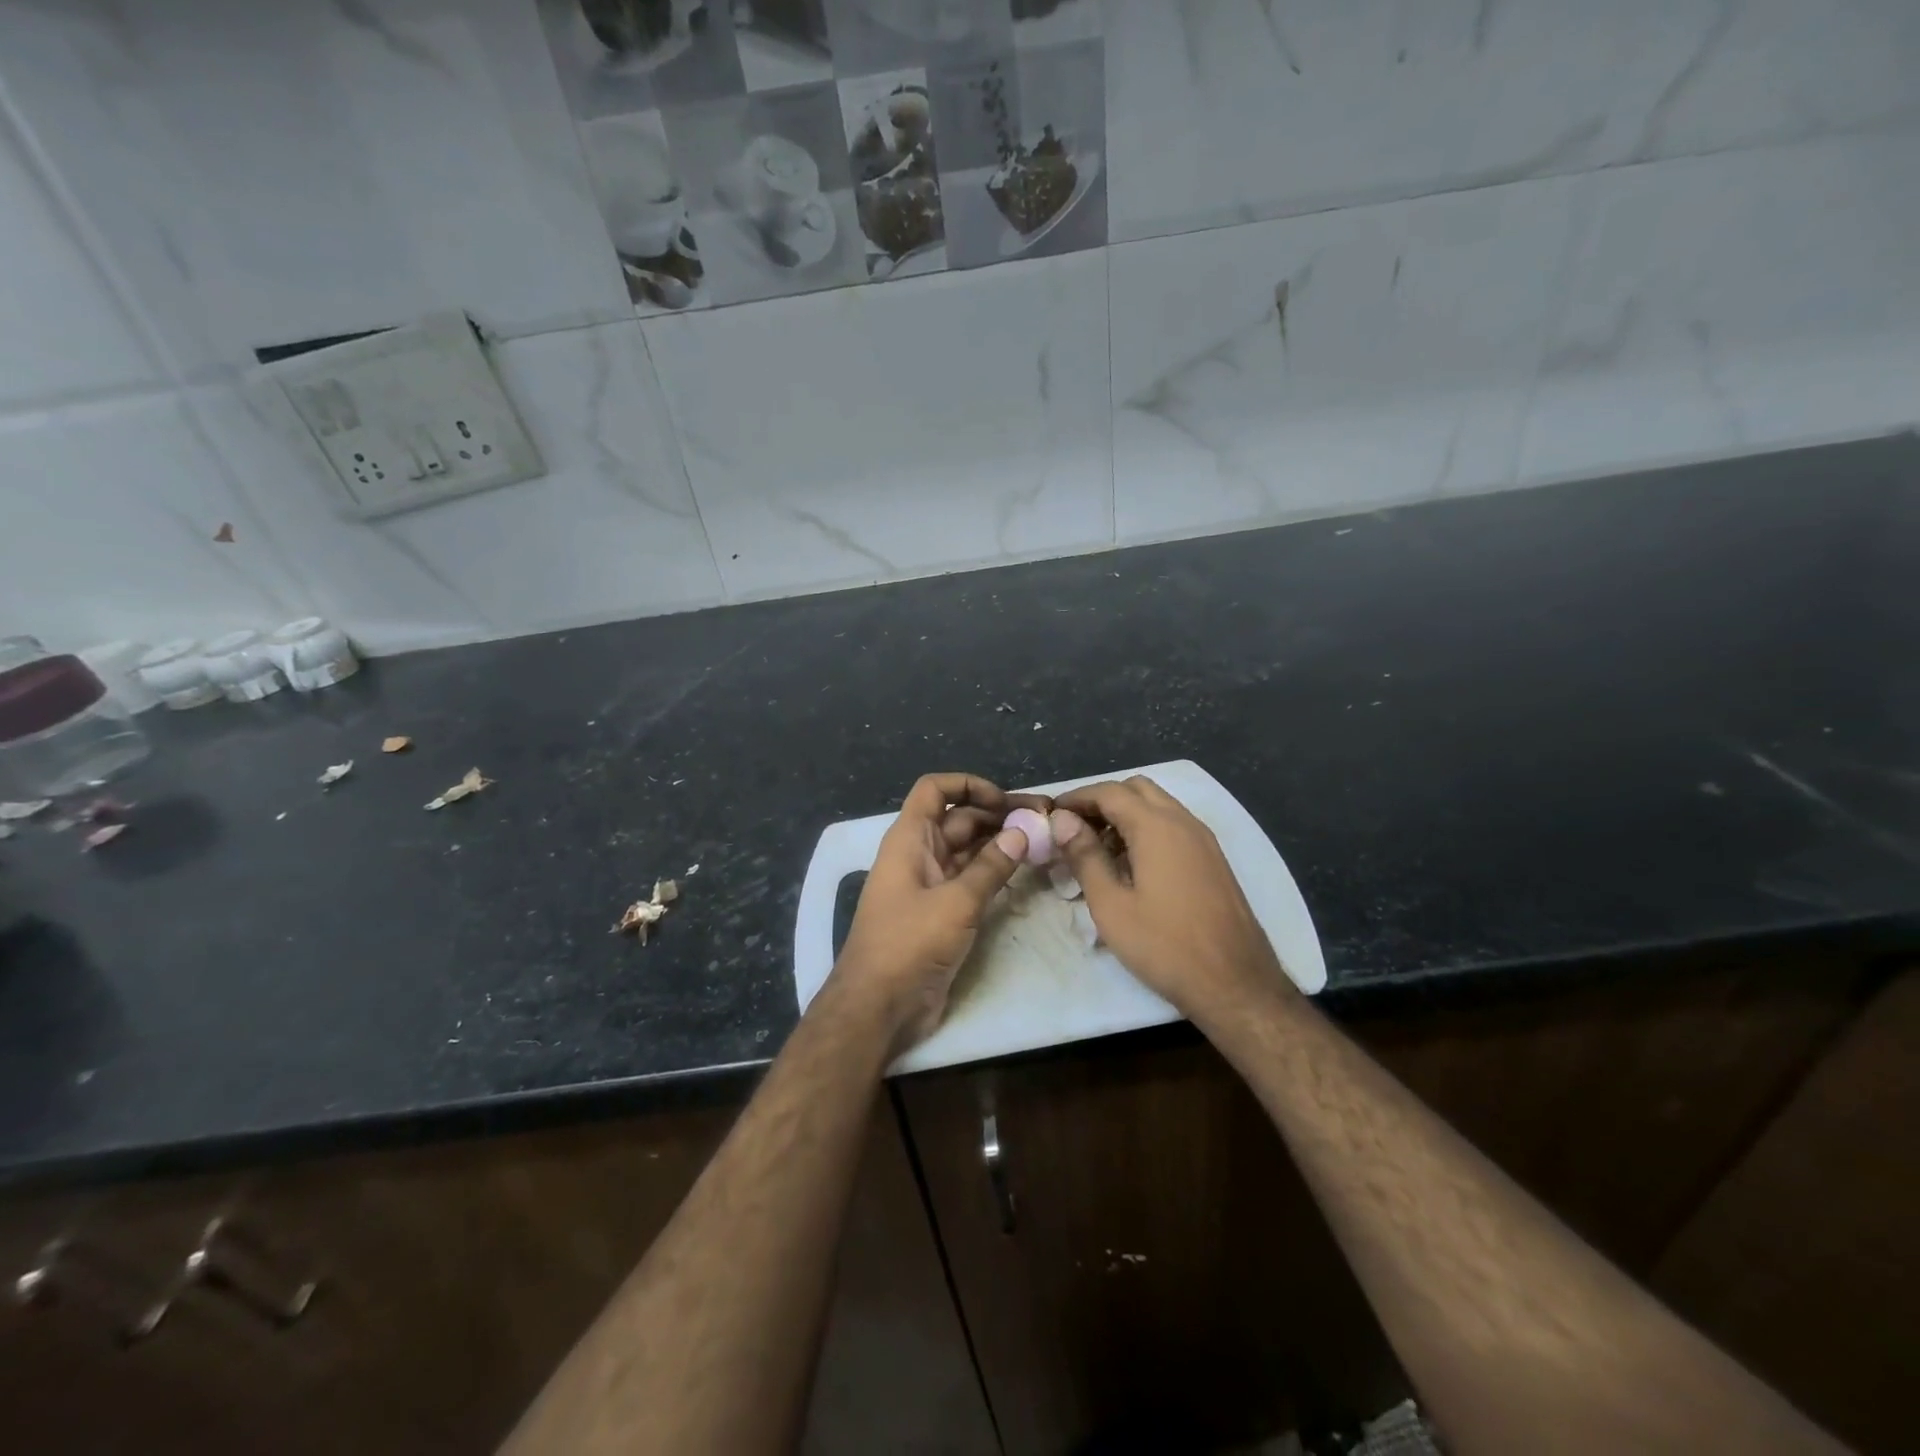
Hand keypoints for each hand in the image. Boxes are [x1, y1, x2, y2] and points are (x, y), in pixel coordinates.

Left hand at [834, 774, 1048, 1049]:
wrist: (879, 1006)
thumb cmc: (909, 944)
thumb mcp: (955, 903)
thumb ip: (990, 867)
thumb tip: (1021, 832)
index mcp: (909, 839)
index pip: (934, 790)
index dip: (968, 785)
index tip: (1004, 801)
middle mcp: (919, 854)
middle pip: (959, 819)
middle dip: (998, 815)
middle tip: (1044, 820)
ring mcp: (930, 884)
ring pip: (969, 850)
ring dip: (1001, 843)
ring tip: (1042, 841)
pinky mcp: (941, 912)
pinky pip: (971, 879)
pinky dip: (995, 871)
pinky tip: (1024, 871)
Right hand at [1051, 777, 1292, 1023]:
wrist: (1236, 984)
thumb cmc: (1165, 945)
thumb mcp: (1111, 905)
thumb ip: (1085, 856)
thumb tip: (1063, 820)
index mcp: (1157, 827)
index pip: (1109, 792)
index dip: (1077, 797)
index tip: (1052, 813)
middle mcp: (1184, 822)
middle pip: (1137, 789)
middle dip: (1103, 800)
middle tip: (1076, 829)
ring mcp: (1204, 840)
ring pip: (1158, 806)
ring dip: (1126, 814)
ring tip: (1098, 850)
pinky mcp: (1214, 860)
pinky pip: (1174, 826)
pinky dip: (1148, 830)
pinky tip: (1132, 866)